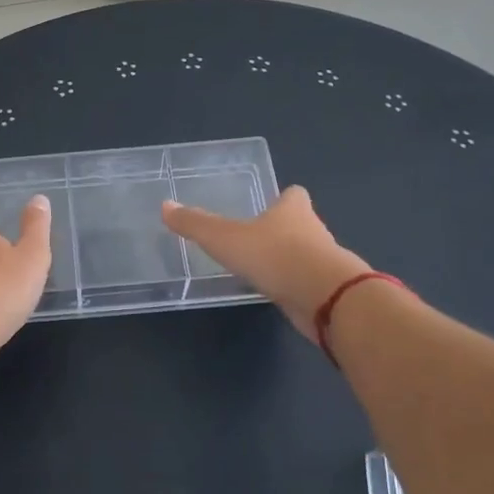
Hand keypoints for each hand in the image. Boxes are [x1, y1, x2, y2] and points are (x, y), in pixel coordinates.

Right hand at [162, 185, 374, 340]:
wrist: (326, 298)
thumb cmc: (275, 256)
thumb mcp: (226, 239)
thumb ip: (196, 224)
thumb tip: (165, 206)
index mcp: (293, 210)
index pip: (293, 195)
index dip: (283, 198)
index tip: (270, 204)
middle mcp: (313, 230)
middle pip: (301, 223)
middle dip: (283, 229)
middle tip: (258, 237)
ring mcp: (324, 262)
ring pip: (306, 255)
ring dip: (289, 260)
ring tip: (263, 268)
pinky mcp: (328, 291)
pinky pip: (307, 283)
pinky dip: (295, 287)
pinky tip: (277, 294)